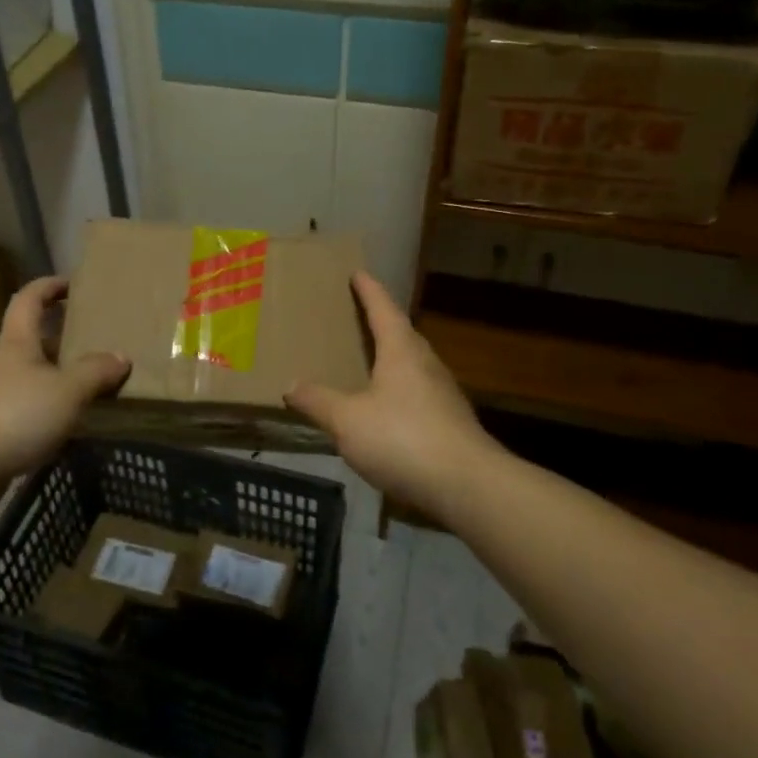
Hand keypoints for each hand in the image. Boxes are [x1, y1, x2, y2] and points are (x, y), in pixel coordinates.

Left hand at [0, 276, 129, 514]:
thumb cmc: (13, 414)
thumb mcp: (66, 391)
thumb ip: (95, 373)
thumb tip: (121, 356)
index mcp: (18, 342)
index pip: (29, 299)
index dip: (49, 286)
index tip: (72, 284)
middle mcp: (2, 364)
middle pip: (32, 340)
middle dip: (61, 337)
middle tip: (96, 340)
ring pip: (31, 377)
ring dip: (57, 378)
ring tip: (92, 386)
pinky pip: (26, 410)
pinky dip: (48, 411)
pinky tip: (69, 425)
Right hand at [285, 272, 499, 523]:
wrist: (467, 485)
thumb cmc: (403, 439)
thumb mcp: (348, 421)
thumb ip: (318, 401)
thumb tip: (290, 384)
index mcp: (401, 351)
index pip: (383, 309)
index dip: (369, 290)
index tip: (358, 273)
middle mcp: (426, 364)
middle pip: (402, 334)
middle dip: (380, 323)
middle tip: (356, 318)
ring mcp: (443, 394)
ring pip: (413, 365)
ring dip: (392, 358)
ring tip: (367, 362)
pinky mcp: (450, 422)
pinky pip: (418, 393)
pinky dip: (399, 391)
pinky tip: (385, 409)